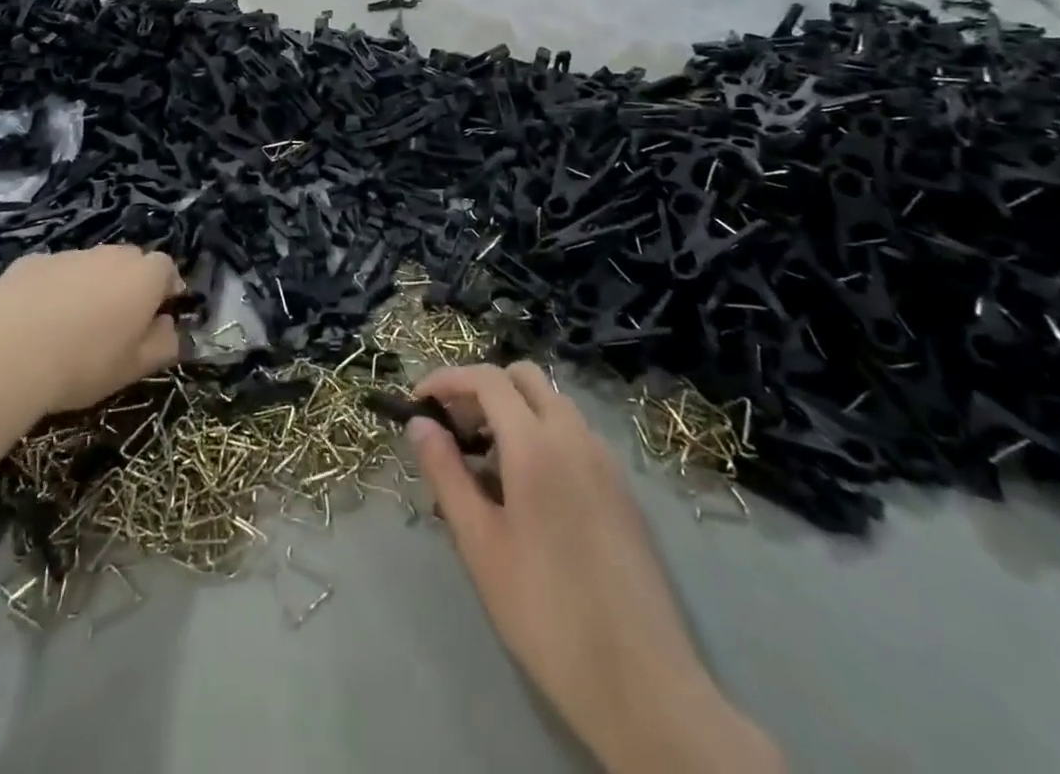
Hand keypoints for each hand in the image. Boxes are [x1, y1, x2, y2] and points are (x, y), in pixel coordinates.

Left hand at [0, 245, 182, 415]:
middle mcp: (111, 255)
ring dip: (91, 285)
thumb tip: (171, 329)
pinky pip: (54, 272)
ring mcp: (70, 255)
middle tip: (116, 322)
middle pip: (130, 261)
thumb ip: (164, 344)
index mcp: (144, 277)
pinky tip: (37, 321)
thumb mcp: (134, 367)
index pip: (167, 269)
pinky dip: (54, 288)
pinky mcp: (32, 262)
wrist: (8, 354)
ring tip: (72, 325)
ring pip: (91, 265)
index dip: (165, 290)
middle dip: (129, 284)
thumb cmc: (84, 363)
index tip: (158, 316)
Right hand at [408, 363, 782, 773]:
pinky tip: (528, 489)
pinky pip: (575, 434)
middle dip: (483, 389)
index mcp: (536, 443)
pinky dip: (543, 433)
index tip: (419, 402)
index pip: (487, 378)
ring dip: (514, 410)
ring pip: (553, 403)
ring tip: (486, 462)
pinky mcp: (623, 488)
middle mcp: (575, 435)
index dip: (447, 379)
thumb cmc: (544, 611)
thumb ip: (446, 472)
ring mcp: (606, 460)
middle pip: (524, 377)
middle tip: (455, 429)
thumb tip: (419, 424)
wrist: (641, 682)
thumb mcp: (479, 542)